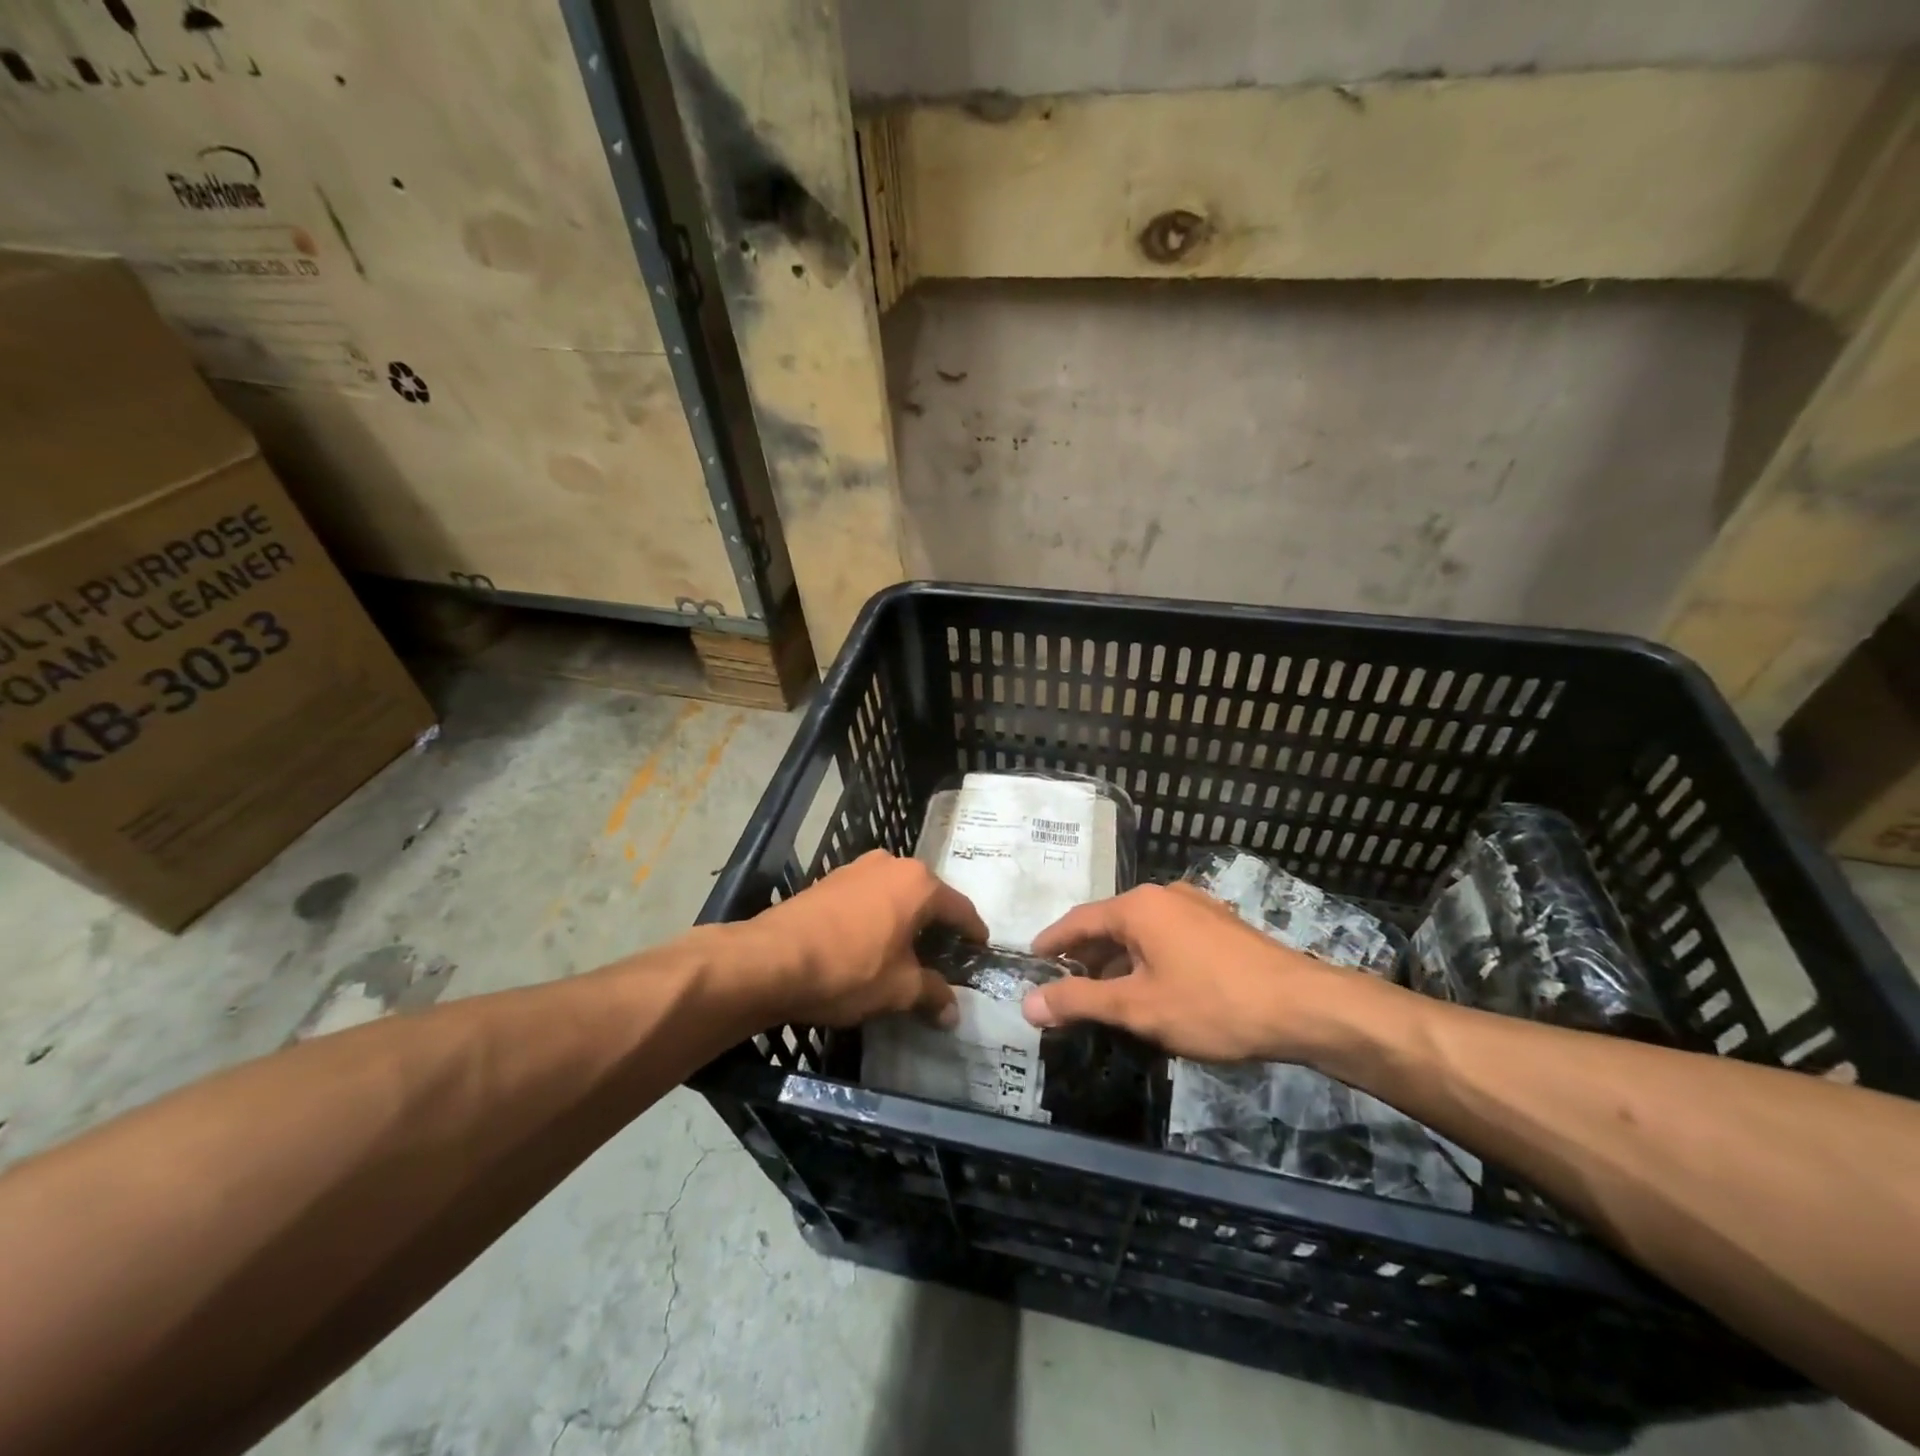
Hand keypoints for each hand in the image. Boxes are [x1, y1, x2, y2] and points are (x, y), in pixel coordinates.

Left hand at [743, 851, 987, 1027]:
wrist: (772, 959)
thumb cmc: (849, 969)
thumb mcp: (898, 989)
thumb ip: (932, 995)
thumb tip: (953, 1012)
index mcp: (918, 883)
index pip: (960, 908)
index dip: (973, 933)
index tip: (980, 950)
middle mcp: (891, 864)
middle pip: (928, 897)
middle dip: (938, 926)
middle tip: (945, 956)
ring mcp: (857, 868)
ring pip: (895, 895)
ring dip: (905, 920)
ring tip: (908, 951)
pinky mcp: (830, 880)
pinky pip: (868, 898)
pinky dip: (878, 917)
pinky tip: (871, 942)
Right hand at [1024, 882, 1368, 1061]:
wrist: (1303, 1007)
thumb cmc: (1211, 1004)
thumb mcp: (1137, 1008)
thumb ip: (1080, 1001)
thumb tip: (1027, 1004)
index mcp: (1138, 906)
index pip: (1079, 920)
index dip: (1053, 941)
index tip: (1032, 958)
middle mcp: (1165, 895)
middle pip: (1110, 922)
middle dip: (1085, 953)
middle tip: (1064, 981)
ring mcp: (1197, 907)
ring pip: (1141, 931)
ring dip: (1118, 958)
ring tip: (1105, 991)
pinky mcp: (1221, 926)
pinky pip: (1168, 936)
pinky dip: (1147, 957)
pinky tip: (1152, 987)